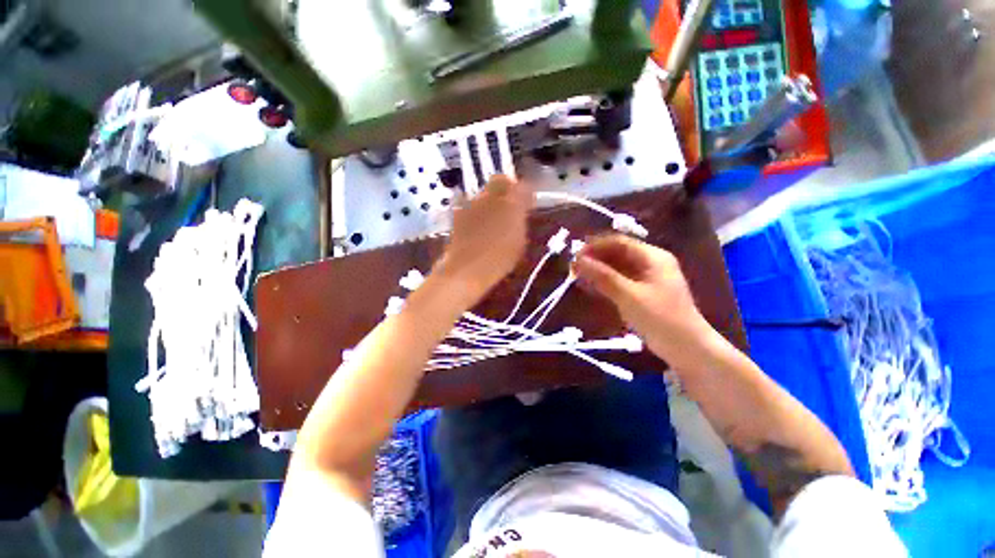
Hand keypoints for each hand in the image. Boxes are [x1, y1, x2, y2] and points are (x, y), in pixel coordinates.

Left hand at [435, 175, 532, 302]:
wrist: (467, 269)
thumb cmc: (499, 260)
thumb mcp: (519, 243)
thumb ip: (520, 222)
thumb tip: (520, 213)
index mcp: (511, 204)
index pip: (522, 186)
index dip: (526, 193)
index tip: (528, 202)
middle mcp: (490, 198)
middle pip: (499, 181)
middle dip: (506, 188)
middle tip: (510, 204)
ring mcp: (472, 204)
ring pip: (484, 193)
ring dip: (490, 200)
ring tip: (493, 217)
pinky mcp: (458, 213)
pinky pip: (470, 205)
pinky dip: (477, 211)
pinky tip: (478, 225)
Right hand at [573, 235, 716, 370]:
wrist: (687, 348)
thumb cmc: (660, 318)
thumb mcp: (629, 295)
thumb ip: (603, 276)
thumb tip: (579, 260)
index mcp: (653, 257)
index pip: (619, 242)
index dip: (595, 246)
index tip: (575, 255)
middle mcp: (650, 263)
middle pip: (617, 253)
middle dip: (595, 258)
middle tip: (573, 268)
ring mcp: (647, 278)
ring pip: (617, 267)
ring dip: (597, 270)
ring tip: (577, 276)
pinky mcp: (643, 292)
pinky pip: (620, 280)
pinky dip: (605, 282)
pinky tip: (590, 287)